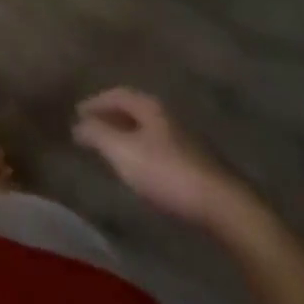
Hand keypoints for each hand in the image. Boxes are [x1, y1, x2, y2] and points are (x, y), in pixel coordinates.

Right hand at [73, 87, 245, 228]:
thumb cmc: (167, 172)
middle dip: (112, 117)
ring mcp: (189, 142)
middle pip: (134, 110)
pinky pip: (163, 150)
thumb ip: (96, 134)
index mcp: (150, 107)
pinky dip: (145, 153)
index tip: (78, 114)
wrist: (226, 209)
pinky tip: (143, 170)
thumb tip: (77, 124)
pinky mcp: (201, 167)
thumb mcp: (122, 151)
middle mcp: (170, 117)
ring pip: (150, 131)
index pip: (116, 94)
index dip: (95, 102)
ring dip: (129, 136)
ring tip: (113, 150)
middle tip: (93, 129)